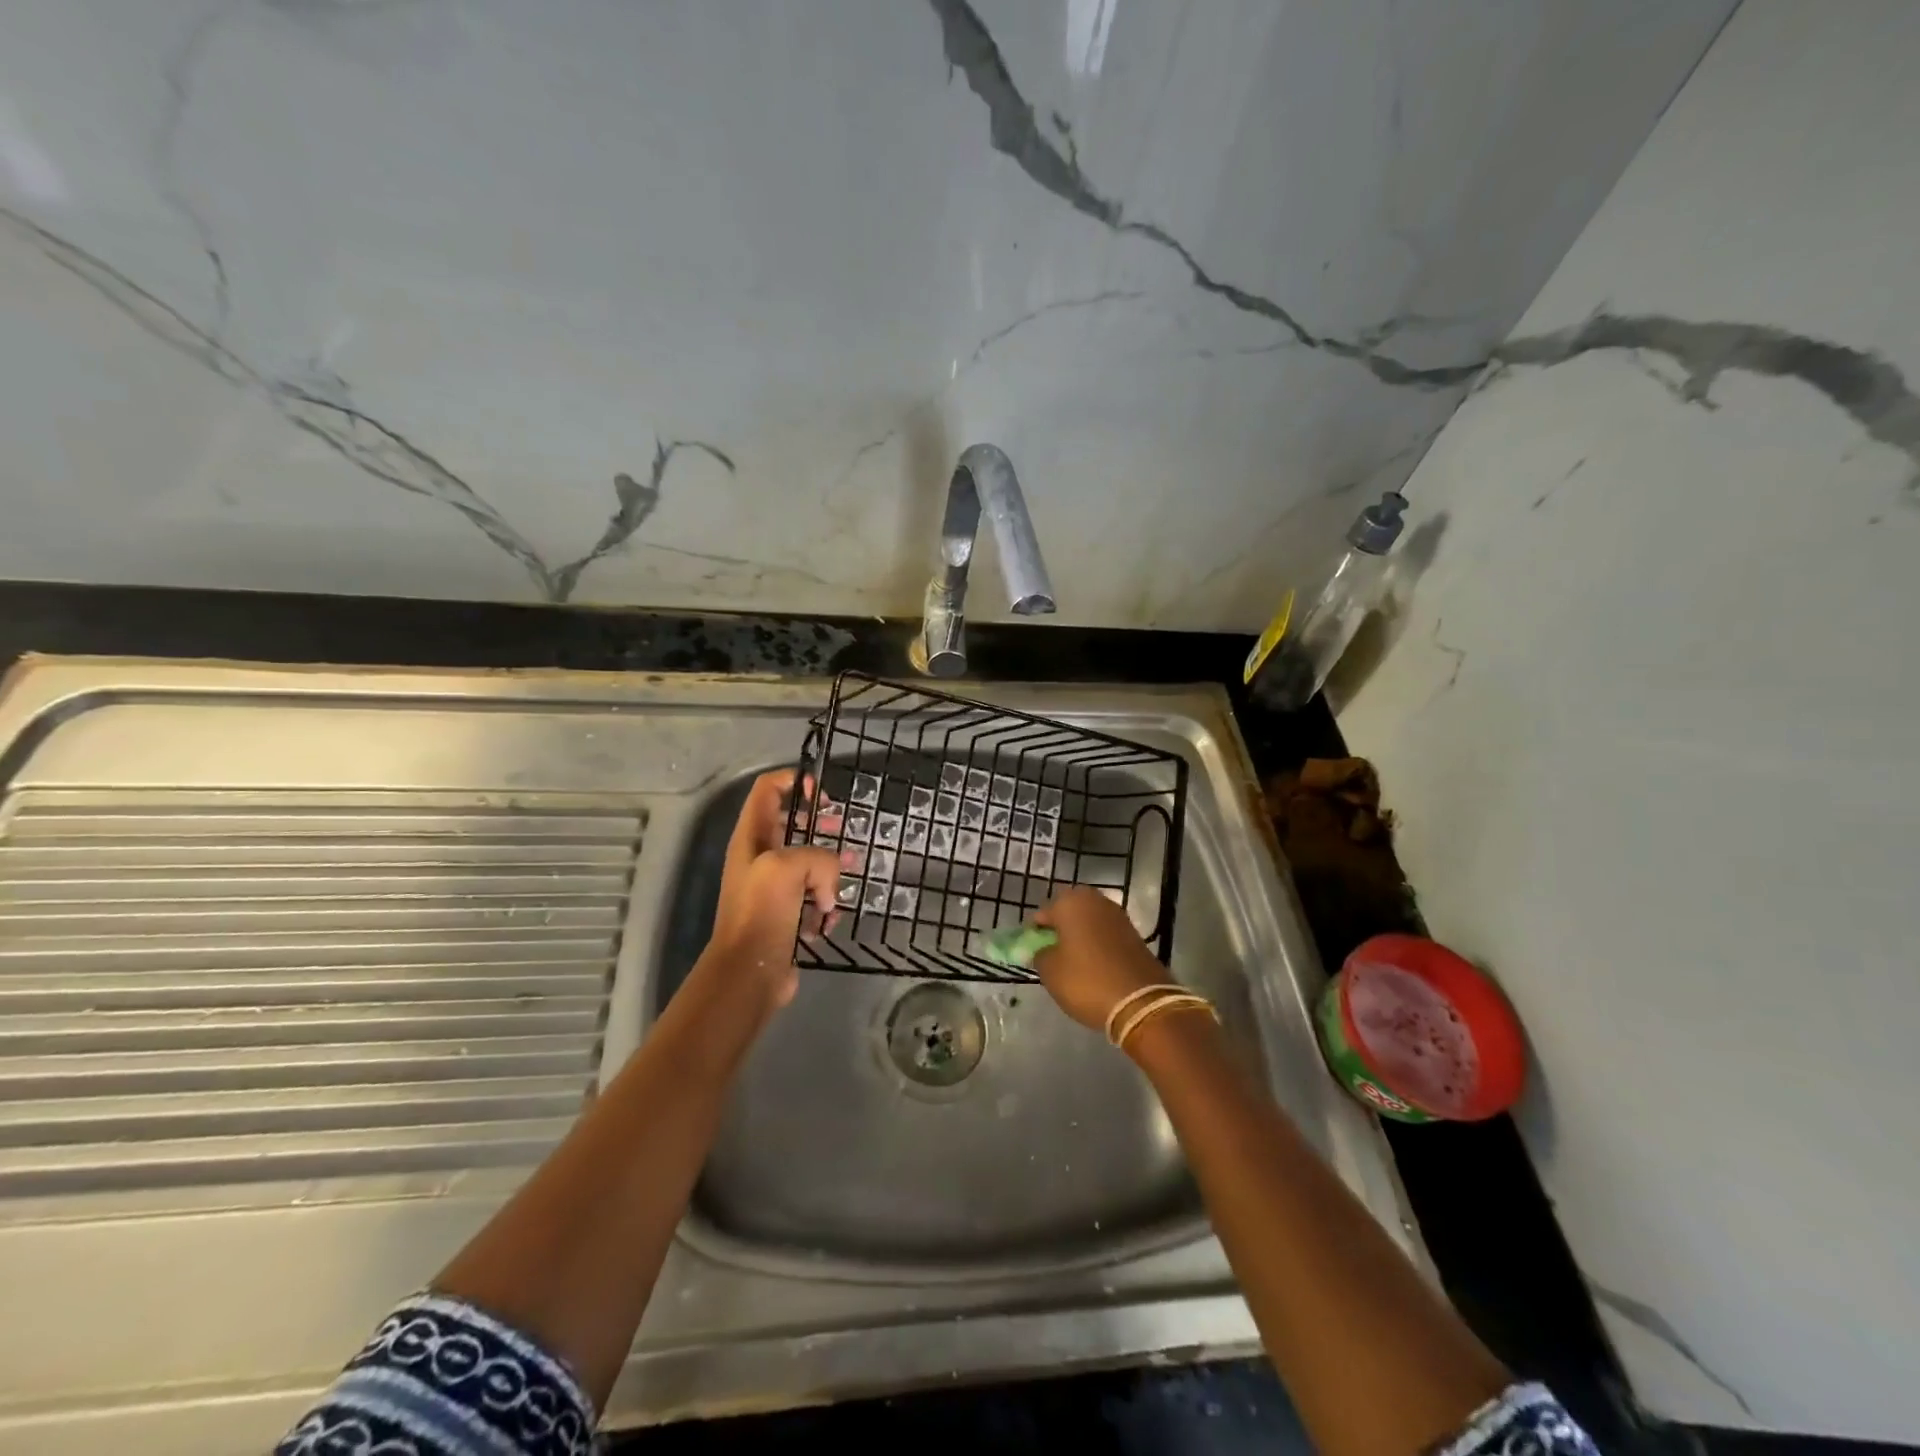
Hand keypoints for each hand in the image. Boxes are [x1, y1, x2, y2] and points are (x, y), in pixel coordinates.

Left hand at [700, 769, 840, 1016]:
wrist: (750, 973)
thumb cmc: (762, 913)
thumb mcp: (789, 868)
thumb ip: (819, 858)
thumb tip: (830, 890)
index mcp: (751, 838)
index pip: (768, 790)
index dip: (793, 782)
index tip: (821, 794)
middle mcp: (760, 858)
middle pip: (792, 824)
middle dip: (819, 825)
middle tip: (840, 828)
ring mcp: (774, 888)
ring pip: (811, 864)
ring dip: (831, 870)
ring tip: (849, 874)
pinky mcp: (788, 915)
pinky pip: (815, 899)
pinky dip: (825, 906)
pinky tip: (828, 920)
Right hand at [1032, 886, 1168, 1030]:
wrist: (1141, 1002)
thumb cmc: (1086, 981)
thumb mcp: (1050, 971)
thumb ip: (1039, 954)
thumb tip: (1043, 950)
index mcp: (1070, 902)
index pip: (1042, 915)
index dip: (1035, 935)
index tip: (1034, 955)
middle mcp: (1095, 900)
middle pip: (1067, 913)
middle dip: (1060, 931)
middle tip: (1054, 956)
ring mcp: (1118, 915)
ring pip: (1088, 922)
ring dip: (1080, 937)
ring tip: (1074, 964)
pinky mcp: (1134, 933)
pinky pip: (1105, 934)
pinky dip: (1097, 945)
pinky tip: (1094, 966)